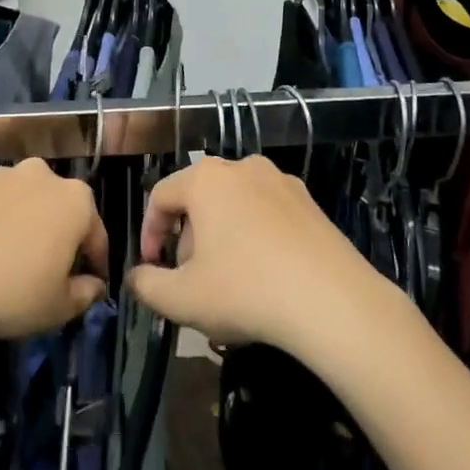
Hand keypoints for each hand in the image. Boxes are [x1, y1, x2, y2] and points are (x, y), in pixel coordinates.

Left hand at [0, 159, 109, 339]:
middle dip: (61, 235)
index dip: (96, 262)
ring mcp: (4, 175)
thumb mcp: (59, 306)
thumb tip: (94, 285)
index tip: (91, 283)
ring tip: (13, 260)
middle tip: (51, 270)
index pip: (96, 234)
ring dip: (27, 224)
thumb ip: (85, 293)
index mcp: (77, 200)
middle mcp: (44, 176)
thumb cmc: (13, 293)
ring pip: (27, 202)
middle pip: (61, 209)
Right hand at [127, 156, 390, 350]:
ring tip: (229, 280)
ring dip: (221, 237)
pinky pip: (266, 213)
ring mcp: (281, 181)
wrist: (333, 302)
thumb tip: (136, 277)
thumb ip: (146, 285)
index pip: (160, 196)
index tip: (153, 269)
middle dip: (188, 237)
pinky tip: (265, 275)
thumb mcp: (181, 299)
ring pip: (234, 204)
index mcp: (206, 179)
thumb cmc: (246, 291)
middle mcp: (242, 167)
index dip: (149, 233)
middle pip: (198, 198)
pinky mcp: (310, 202)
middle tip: (192, 278)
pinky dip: (255, 236)